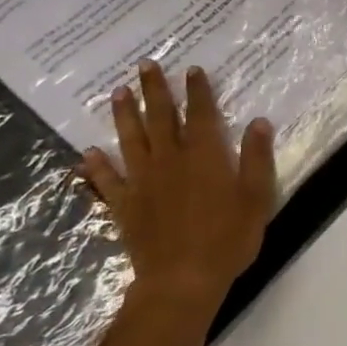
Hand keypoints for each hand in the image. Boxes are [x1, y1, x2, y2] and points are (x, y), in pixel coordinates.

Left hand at [80, 59, 275, 325]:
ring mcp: (143, 183)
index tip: (192, 69)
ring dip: (124, 115)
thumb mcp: (256, 198)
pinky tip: (88, 153)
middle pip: (161, 118)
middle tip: (145, 65)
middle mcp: (171, 161)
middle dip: (155, 90)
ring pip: (131, 140)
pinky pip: (107, 181)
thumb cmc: (227, 239)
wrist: (181, 280)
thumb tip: (259, 123)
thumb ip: (256, 159)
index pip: (202, 115)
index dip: (198, 91)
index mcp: (206, 157)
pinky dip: (96, 166)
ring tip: (118, 93)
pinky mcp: (124, 206)